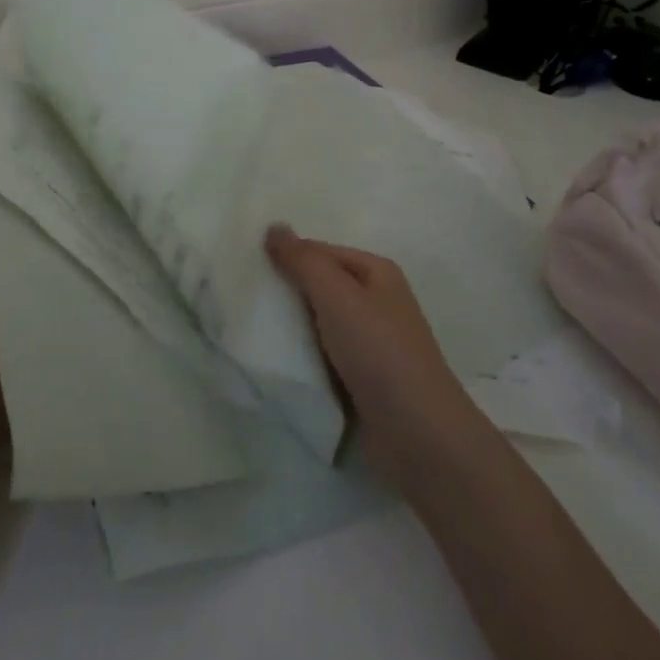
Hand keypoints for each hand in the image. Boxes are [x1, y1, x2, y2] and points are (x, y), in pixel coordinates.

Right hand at [264, 225, 481, 493]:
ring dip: (292, 328)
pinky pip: (324, 357)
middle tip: (243, 297)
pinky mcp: (362, 379)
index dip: (287, 256)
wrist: (416, 433)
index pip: (321, 252)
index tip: (247, 268)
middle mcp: (377, 302)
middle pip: (321, 287)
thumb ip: (303, 260)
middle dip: (287, 292)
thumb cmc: (378, 351)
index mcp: (377, 273)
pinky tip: (276, 362)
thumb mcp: (337, 295)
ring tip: (250, 328)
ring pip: (320, 324)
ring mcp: (371, 343)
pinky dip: (303, 358)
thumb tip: (274, 226)